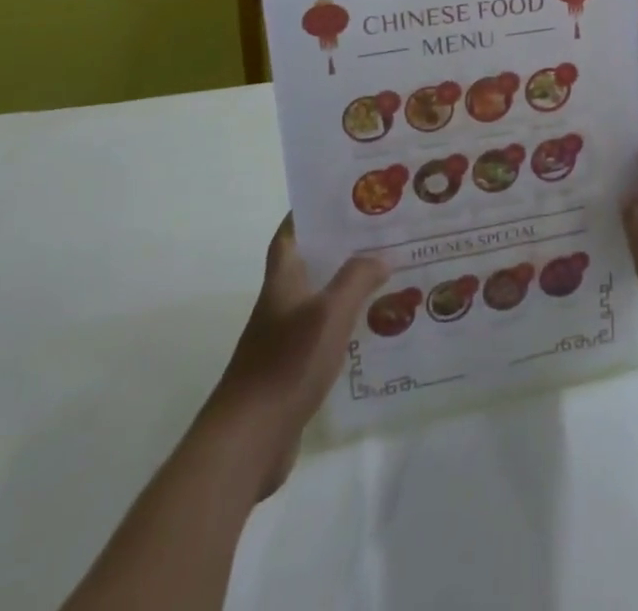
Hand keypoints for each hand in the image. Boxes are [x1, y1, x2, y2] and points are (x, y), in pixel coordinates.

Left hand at [204, 216, 387, 499]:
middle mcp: (282, 304)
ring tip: (390, 273)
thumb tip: (381, 256)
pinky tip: (376, 327)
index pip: (290, 234)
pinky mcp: (294, 370)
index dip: (308, 213)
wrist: (247, 442)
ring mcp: (286, 339)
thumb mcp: (329, 313)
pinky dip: (348, 324)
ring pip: (322, 299)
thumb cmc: (285, 364)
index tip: (339, 196)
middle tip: (383, 232)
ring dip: (350, 285)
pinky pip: (326, 334)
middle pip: (312, 263)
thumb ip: (357, 279)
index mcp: (283, 281)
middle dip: (343, 247)